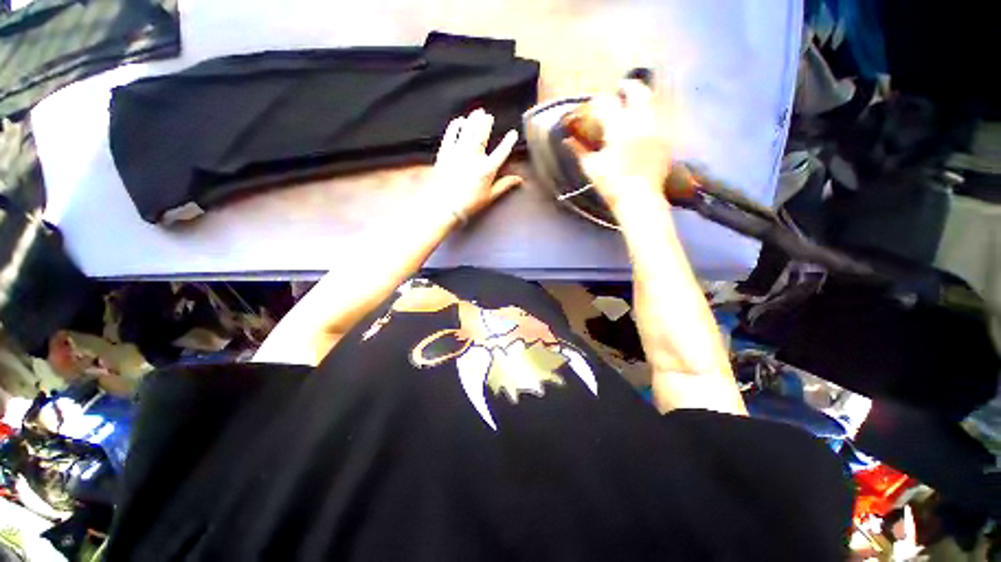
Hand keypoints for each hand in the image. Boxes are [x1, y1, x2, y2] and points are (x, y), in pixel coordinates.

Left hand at [432, 109, 521, 224]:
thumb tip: (520, 180)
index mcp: (487, 169)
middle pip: (482, 135)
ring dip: (473, 120)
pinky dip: (454, 127)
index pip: (501, 152)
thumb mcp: (490, 196)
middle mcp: (474, 157)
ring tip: (477, 112)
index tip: (513, 134)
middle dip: (486, 123)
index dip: (508, 142)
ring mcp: (458, 154)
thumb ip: (505, 185)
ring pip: (467, 131)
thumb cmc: (471, 203)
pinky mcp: (445, 154)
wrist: (447, 207)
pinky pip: (450, 136)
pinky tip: (459, 121)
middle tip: (488, 115)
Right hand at [565, 80, 672, 212]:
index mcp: (618, 127)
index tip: (593, 104)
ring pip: (652, 100)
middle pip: (637, 91)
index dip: (598, 101)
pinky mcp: (665, 138)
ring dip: (641, 96)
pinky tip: (644, 120)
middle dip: (627, 86)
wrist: (639, 199)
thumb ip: (578, 150)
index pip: (607, 103)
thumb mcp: (591, 168)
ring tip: (633, 102)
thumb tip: (567, 139)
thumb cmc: (611, 184)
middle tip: (620, 88)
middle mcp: (640, 121)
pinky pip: (660, 115)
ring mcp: (656, 128)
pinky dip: (651, 112)